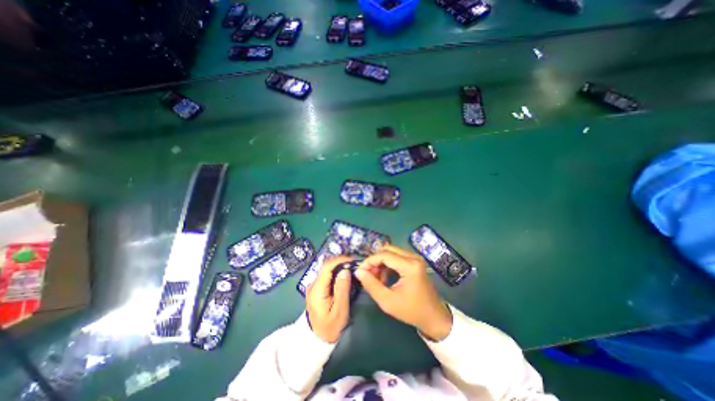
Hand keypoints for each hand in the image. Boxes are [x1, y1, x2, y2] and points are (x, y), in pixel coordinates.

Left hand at [304, 255, 353, 342]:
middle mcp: (313, 285)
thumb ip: (342, 290)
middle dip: (341, 262)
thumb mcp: (340, 311)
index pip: (327, 267)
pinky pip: (327, 275)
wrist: (317, 339)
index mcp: (317, 290)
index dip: (339, 260)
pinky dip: (336, 272)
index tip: (352, 260)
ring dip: (339, 266)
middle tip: (355, 264)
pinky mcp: (316, 288)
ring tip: (351, 268)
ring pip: (326, 269)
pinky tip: (344, 275)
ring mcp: (313, 286)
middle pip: (326, 266)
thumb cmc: (330, 327)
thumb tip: (345, 270)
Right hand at [356, 244, 450, 341]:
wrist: (434, 317)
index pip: (384, 255)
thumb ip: (371, 285)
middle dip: (375, 260)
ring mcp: (415, 259)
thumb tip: (358, 271)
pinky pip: (397, 257)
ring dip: (381, 262)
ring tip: (375, 278)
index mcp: (410, 266)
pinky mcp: (415, 262)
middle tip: (368, 274)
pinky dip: (387, 264)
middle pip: (388, 250)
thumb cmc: (411, 311)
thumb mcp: (387, 301)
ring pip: (392, 252)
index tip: (360, 271)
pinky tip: (384, 277)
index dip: (370, 261)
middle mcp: (414, 257)